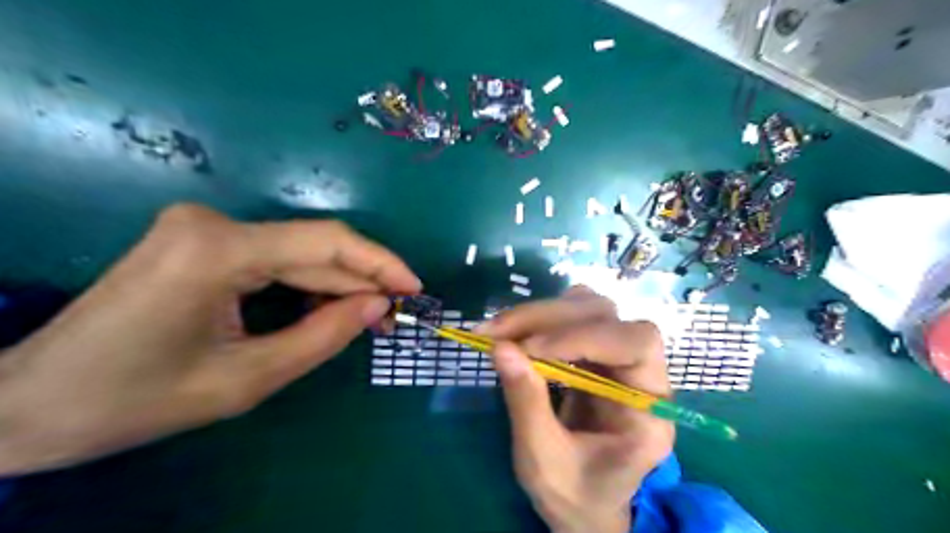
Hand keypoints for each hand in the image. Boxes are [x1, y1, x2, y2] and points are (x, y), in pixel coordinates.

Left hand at [0, 203, 418, 475]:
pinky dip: (306, 285)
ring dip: (336, 285)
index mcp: (216, 251)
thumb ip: (323, 337)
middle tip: (394, 315)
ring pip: (297, 253)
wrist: (33, 403)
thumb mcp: (247, 379)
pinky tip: (326, 309)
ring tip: (368, 318)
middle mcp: (211, 222)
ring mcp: (202, 227)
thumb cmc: (137, 399)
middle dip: (360, 281)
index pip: (325, 243)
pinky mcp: (200, 241)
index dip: (379, 263)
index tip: (414, 288)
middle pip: (312, 248)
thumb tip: (378, 306)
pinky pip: (274, 259)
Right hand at [484, 288, 674, 532]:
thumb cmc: (574, 494)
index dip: (584, 335)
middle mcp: (643, 375)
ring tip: (501, 329)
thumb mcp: (543, 460)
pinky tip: (519, 332)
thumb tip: (500, 346)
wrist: (586, 503)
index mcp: (650, 411)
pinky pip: (574, 317)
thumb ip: (526, 403)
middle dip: (548, 318)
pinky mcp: (597, 353)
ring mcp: (619, 359)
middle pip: (607, 317)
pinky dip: (542, 318)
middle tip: (495, 330)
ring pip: (590, 308)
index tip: (530, 346)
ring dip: (542, 313)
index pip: (637, 344)